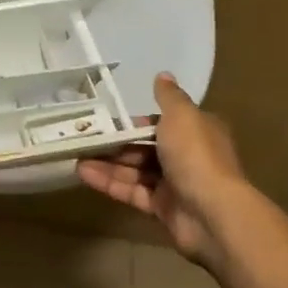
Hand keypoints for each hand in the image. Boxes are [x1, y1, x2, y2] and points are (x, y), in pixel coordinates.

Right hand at [77, 73, 244, 269]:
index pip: (162, 123)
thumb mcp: (182, 116)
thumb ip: (168, 96)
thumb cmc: (196, 155)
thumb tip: (163, 74)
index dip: (136, 122)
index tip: (109, 122)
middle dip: (116, 144)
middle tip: (84, 140)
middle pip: (145, 147)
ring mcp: (174, 184)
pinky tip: (84, 174)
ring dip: (107, 164)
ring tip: (76, 158)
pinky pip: (132, 191)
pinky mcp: (162, 208)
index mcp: (197, 131)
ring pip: (135, 170)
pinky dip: (109, 183)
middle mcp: (187, 156)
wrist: (212, 212)